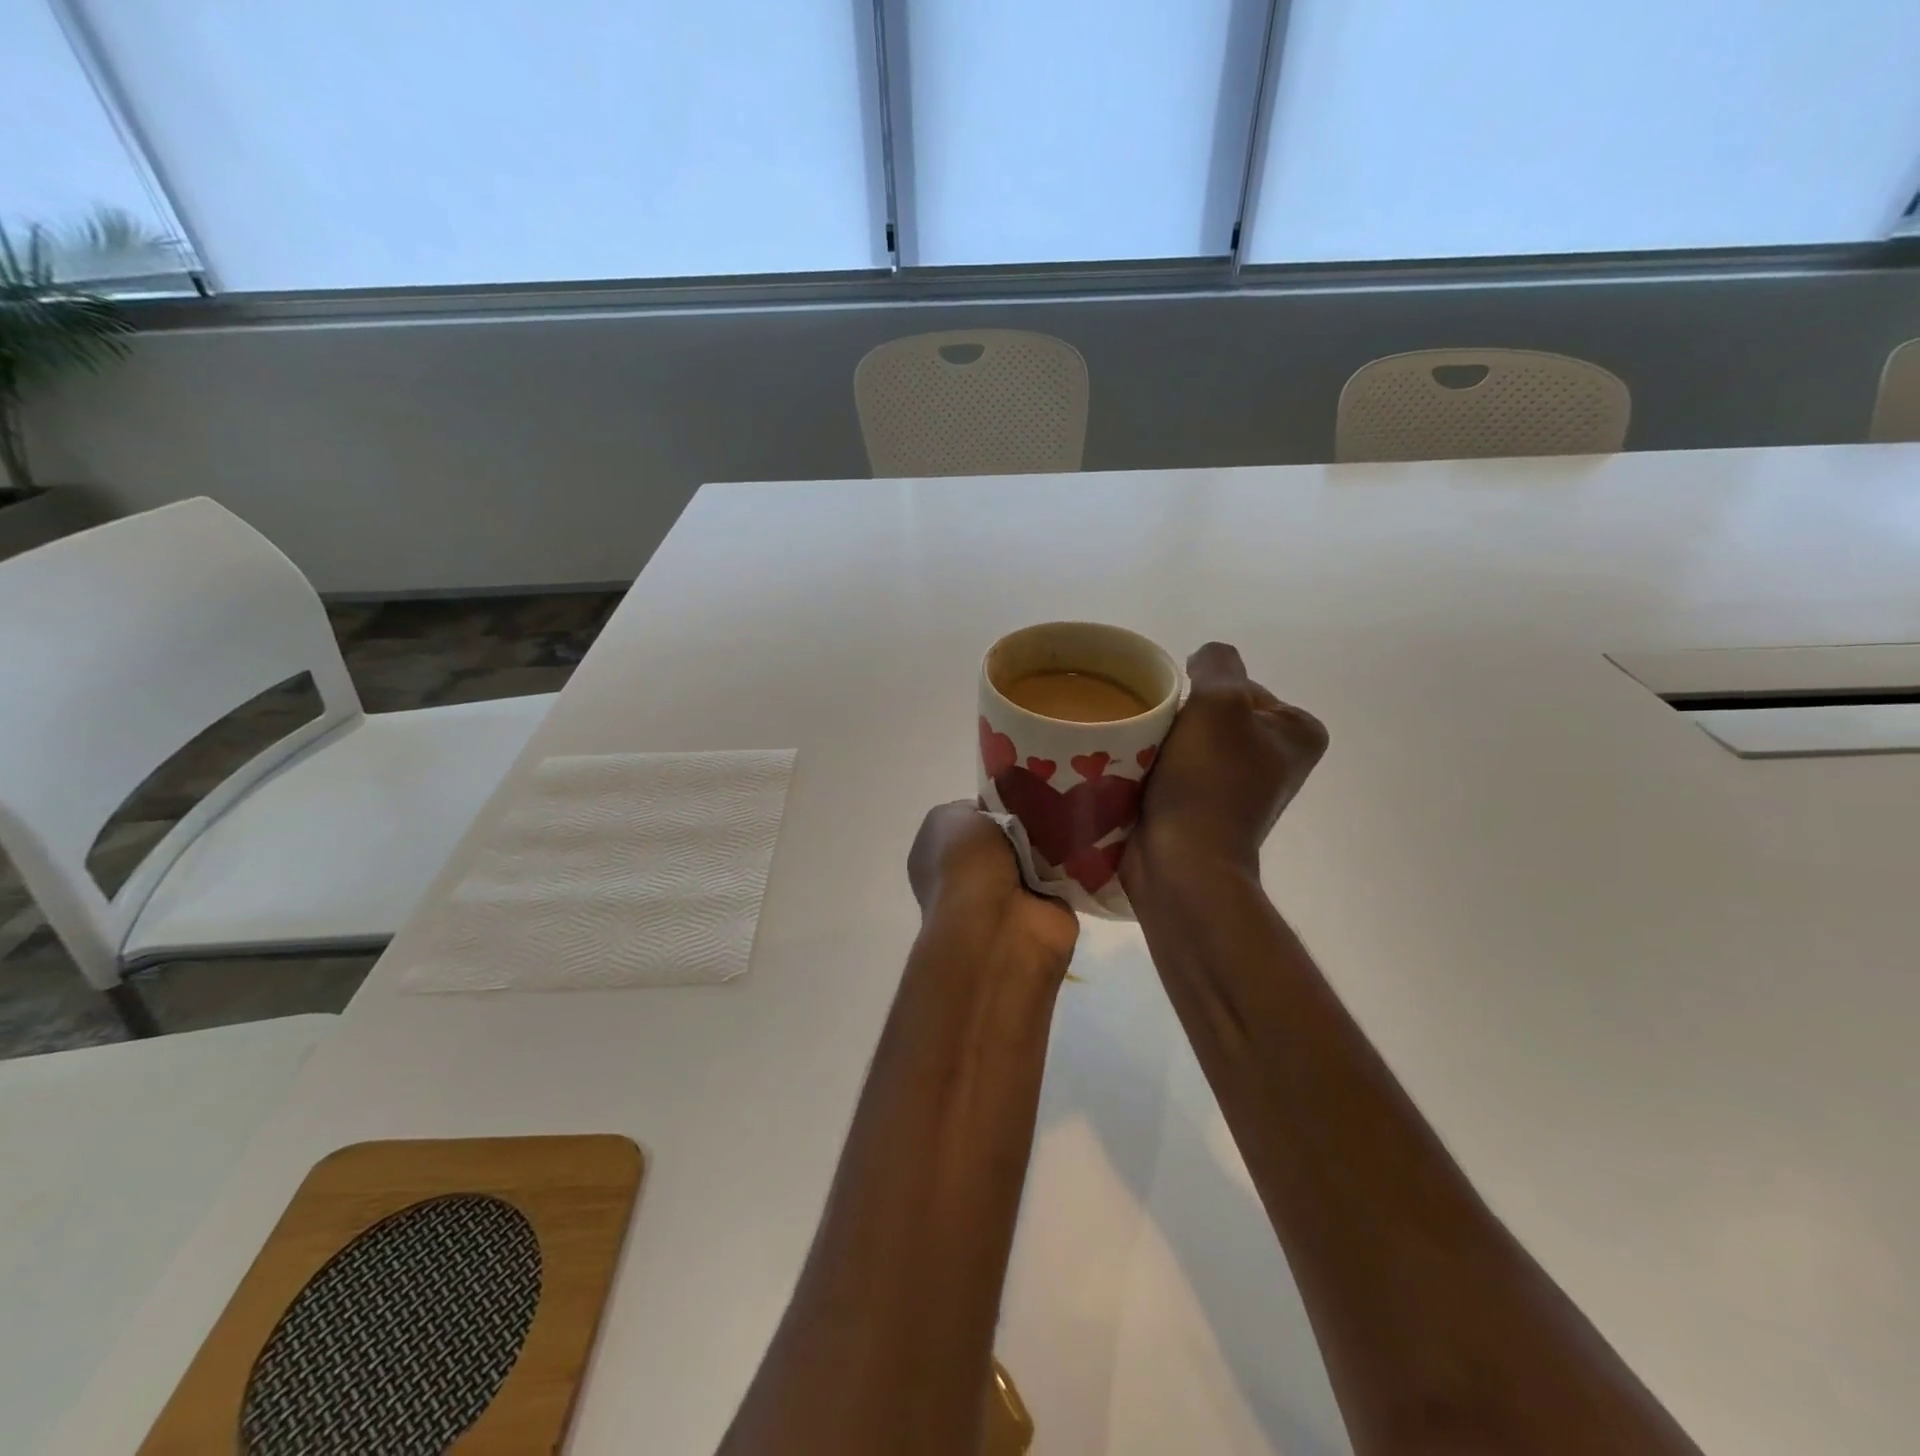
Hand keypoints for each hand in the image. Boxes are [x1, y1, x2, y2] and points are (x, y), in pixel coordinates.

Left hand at [909, 802, 1079, 981]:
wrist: (1000, 924)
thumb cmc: (966, 865)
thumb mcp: (950, 818)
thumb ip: (974, 809)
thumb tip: (1001, 817)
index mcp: (939, 854)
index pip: (971, 820)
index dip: (992, 805)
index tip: (1015, 794)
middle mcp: (972, 877)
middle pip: (1010, 834)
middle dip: (1028, 821)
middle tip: (1049, 803)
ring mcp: (1011, 896)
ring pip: (1039, 853)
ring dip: (1053, 840)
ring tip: (1068, 817)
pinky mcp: (1048, 910)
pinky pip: (1066, 873)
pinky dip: (1076, 861)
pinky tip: (1084, 840)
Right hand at [1123, 642, 1327, 887]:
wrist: (1183, 862)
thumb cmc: (1209, 781)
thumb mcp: (1219, 702)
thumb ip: (1217, 663)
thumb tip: (1202, 662)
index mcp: (1298, 733)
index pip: (1239, 686)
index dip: (1203, 693)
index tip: (1183, 718)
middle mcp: (1277, 759)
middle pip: (1213, 713)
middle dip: (1181, 718)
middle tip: (1157, 735)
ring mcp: (1241, 788)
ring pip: (1190, 741)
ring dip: (1163, 742)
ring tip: (1142, 755)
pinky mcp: (1207, 810)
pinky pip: (1177, 770)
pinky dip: (1157, 768)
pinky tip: (1139, 775)